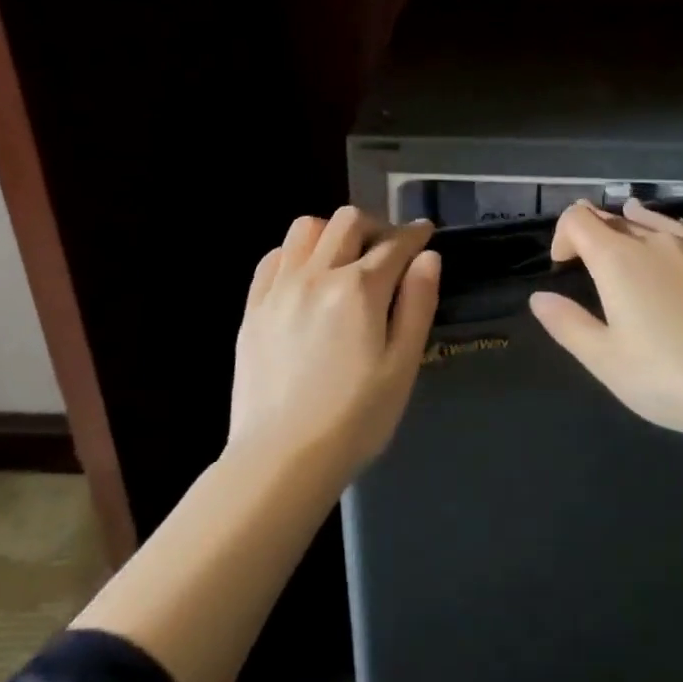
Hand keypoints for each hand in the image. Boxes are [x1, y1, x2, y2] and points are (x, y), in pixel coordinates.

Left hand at [230, 206, 440, 480]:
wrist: (280, 460)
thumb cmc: (355, 419)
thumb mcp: (402, 366)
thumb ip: (417, 304)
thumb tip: (428, 258)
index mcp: (359, 289)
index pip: (395, 244)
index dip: (415, 234)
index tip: (425, 232)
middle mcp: (317, 275)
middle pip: (348, 221)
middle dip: (376, 226)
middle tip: (388, 251)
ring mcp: (279, 289)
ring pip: (306, 229)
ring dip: (333, 232)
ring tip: (345, 259)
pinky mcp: (253, 308)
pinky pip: (274, 257)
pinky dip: (296, 253)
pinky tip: (306, 277)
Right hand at [529, 197, 682, 445]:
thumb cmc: (667, 378)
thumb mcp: (605, 360)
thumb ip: (567, 324)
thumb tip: (539, 297)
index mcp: (618, 259)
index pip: (578, 219)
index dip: (563, 235)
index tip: (564, 265)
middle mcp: (655, 240)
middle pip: (615, 218)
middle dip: (595, 232)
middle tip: (590, 258)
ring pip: (654, 220)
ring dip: (632, 223)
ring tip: (628, 225)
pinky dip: (670, 230)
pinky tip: (676, 241)